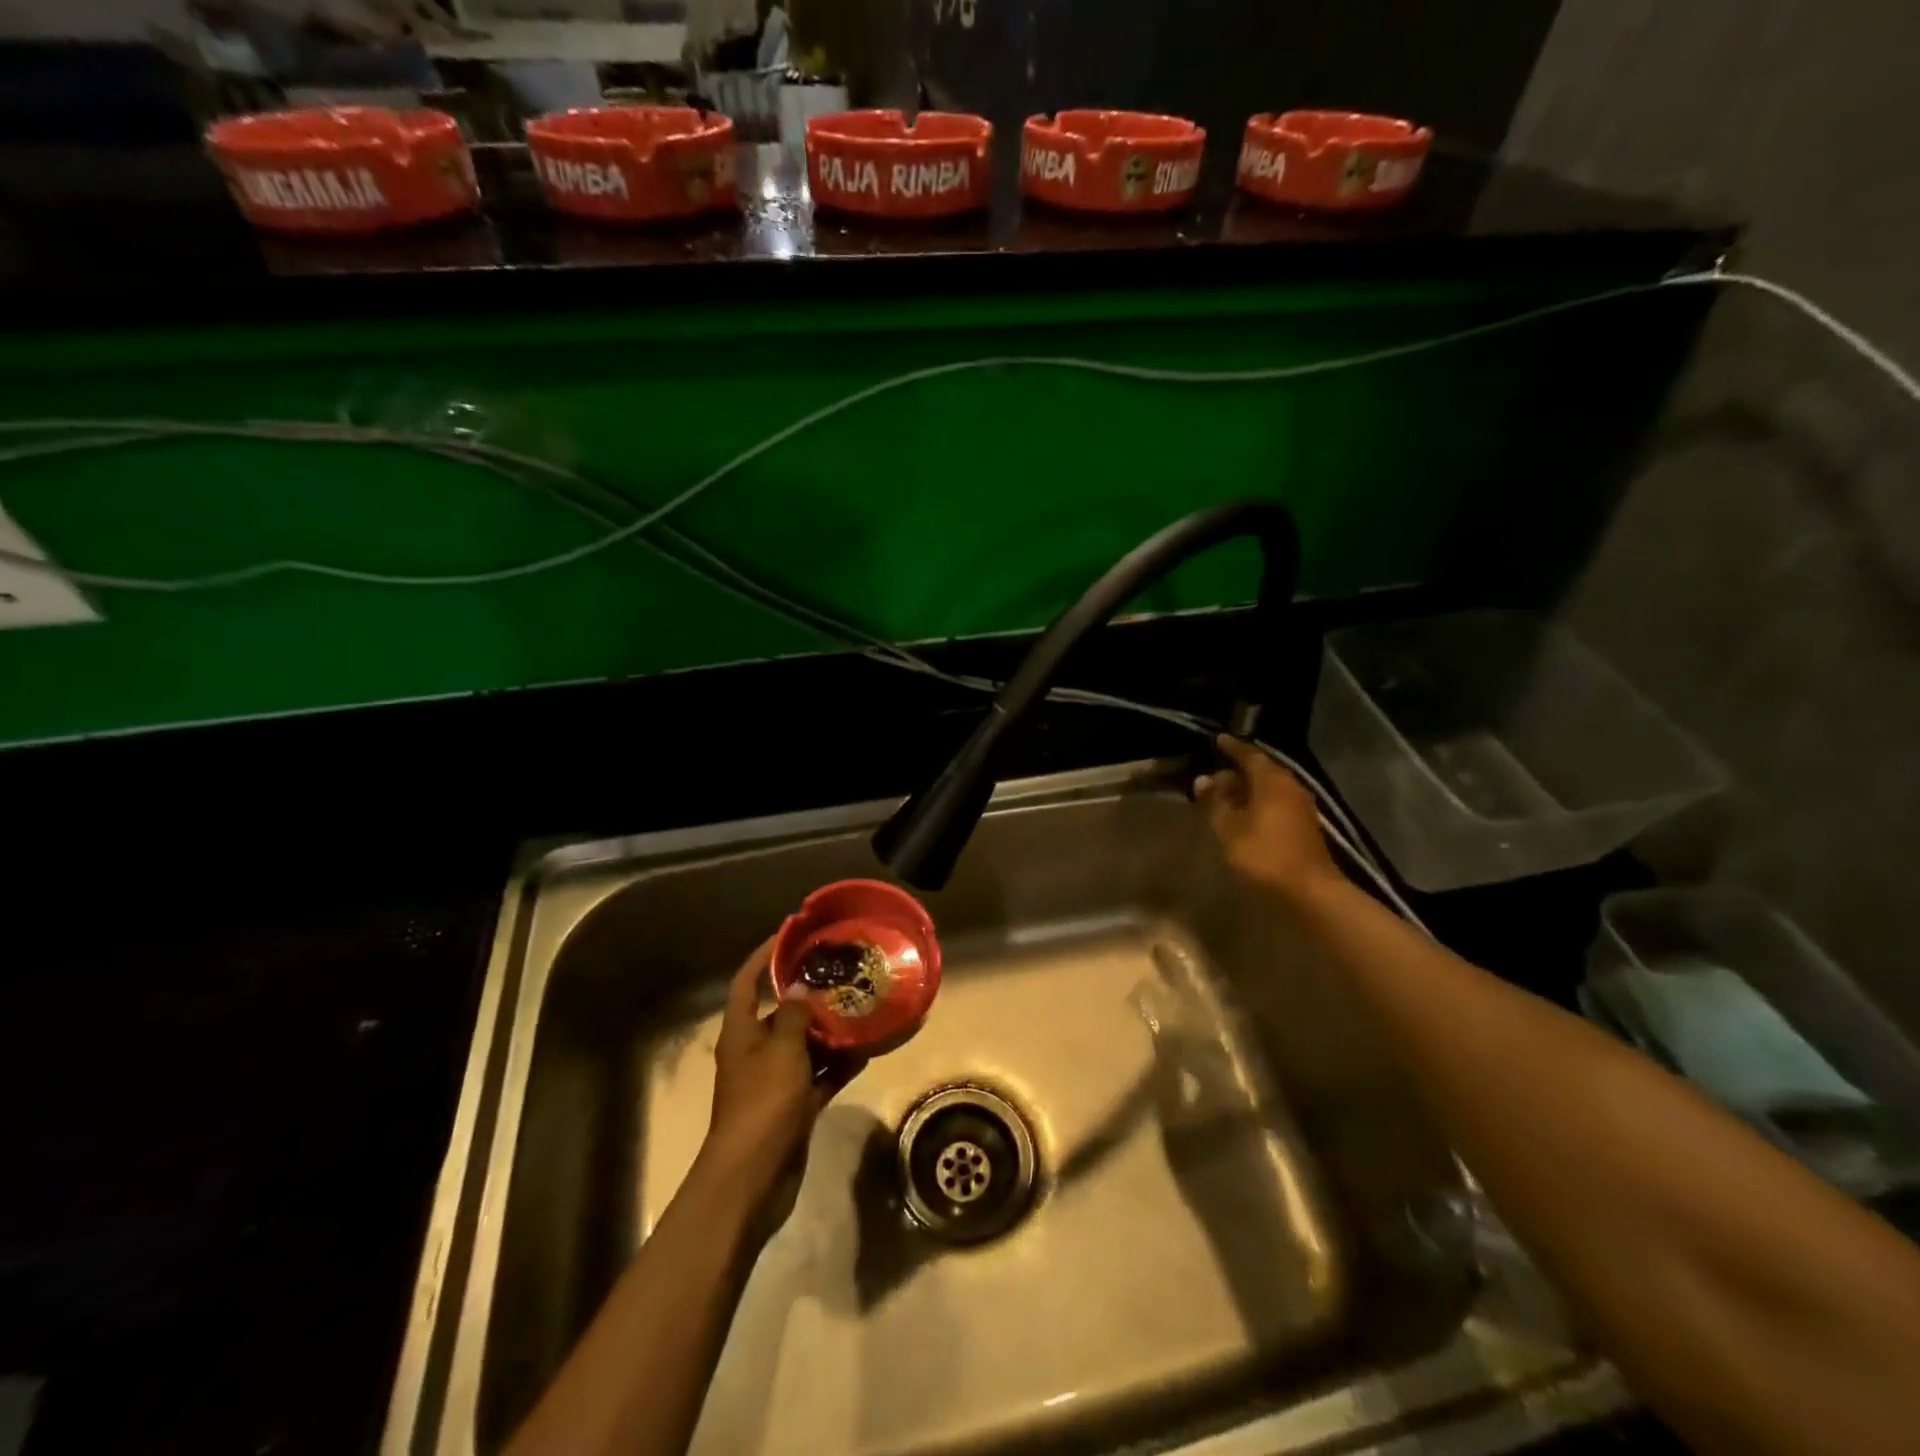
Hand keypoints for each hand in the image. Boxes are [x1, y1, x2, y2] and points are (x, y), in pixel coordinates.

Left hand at [699, 938, 863, 1214]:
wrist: (753, 1179)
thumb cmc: (762, 1104)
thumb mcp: (781, 1051)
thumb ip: (793, 1016)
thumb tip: (799, 989)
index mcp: (741, 1032)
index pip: (747, 982)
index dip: (764, 955)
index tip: (790, 933)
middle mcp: (756, 1051)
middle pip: (781, 1013)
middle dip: (808, 995)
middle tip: (842, 973)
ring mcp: (775, 1081)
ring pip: (805, 1044)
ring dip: (830, 1030)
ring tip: (862, 1006)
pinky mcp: (794, 1106)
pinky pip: (820, 1075)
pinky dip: (839, 1064)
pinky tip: (867, 1050)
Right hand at [1194, 735, 1342, 901]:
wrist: (1309, 892)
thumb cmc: (1264, 855)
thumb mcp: (1229, 829)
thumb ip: (1216, 802)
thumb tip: (1204, 779)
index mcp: (1272, 781)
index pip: (1249, 755)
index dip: (1232, 748)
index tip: (1217, 741)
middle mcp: (1290, 786)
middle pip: (1262, 770)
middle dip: (1238, 770)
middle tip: (1215, 773)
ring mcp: (1301, 807)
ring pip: (1270, 788)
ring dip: (1248, 788)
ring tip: (1226, 795)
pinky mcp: (1304, 826)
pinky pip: (1277, 803)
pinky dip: (1259, 802)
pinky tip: (1244, 814)